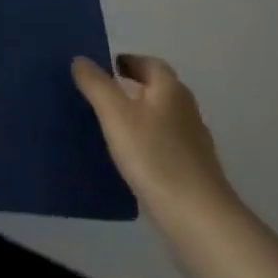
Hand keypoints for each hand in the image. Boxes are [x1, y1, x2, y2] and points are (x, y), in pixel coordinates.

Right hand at [72, 54, 236, 225]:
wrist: (198, 218)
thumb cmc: (154, 156)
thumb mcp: (115, 114)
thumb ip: (96, 84)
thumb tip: (80, 59)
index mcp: (170, 89)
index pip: (149, 63)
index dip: (127, 62)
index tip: (105, 69)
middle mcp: (186, 109)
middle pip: (157, 89)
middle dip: (131, 88)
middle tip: (101, 95)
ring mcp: (193, 142)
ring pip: (160, 118)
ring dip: (138, 116)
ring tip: (109, 127)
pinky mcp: (192, 170)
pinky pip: (164, 145)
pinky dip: (146, 143)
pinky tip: (129, 159)